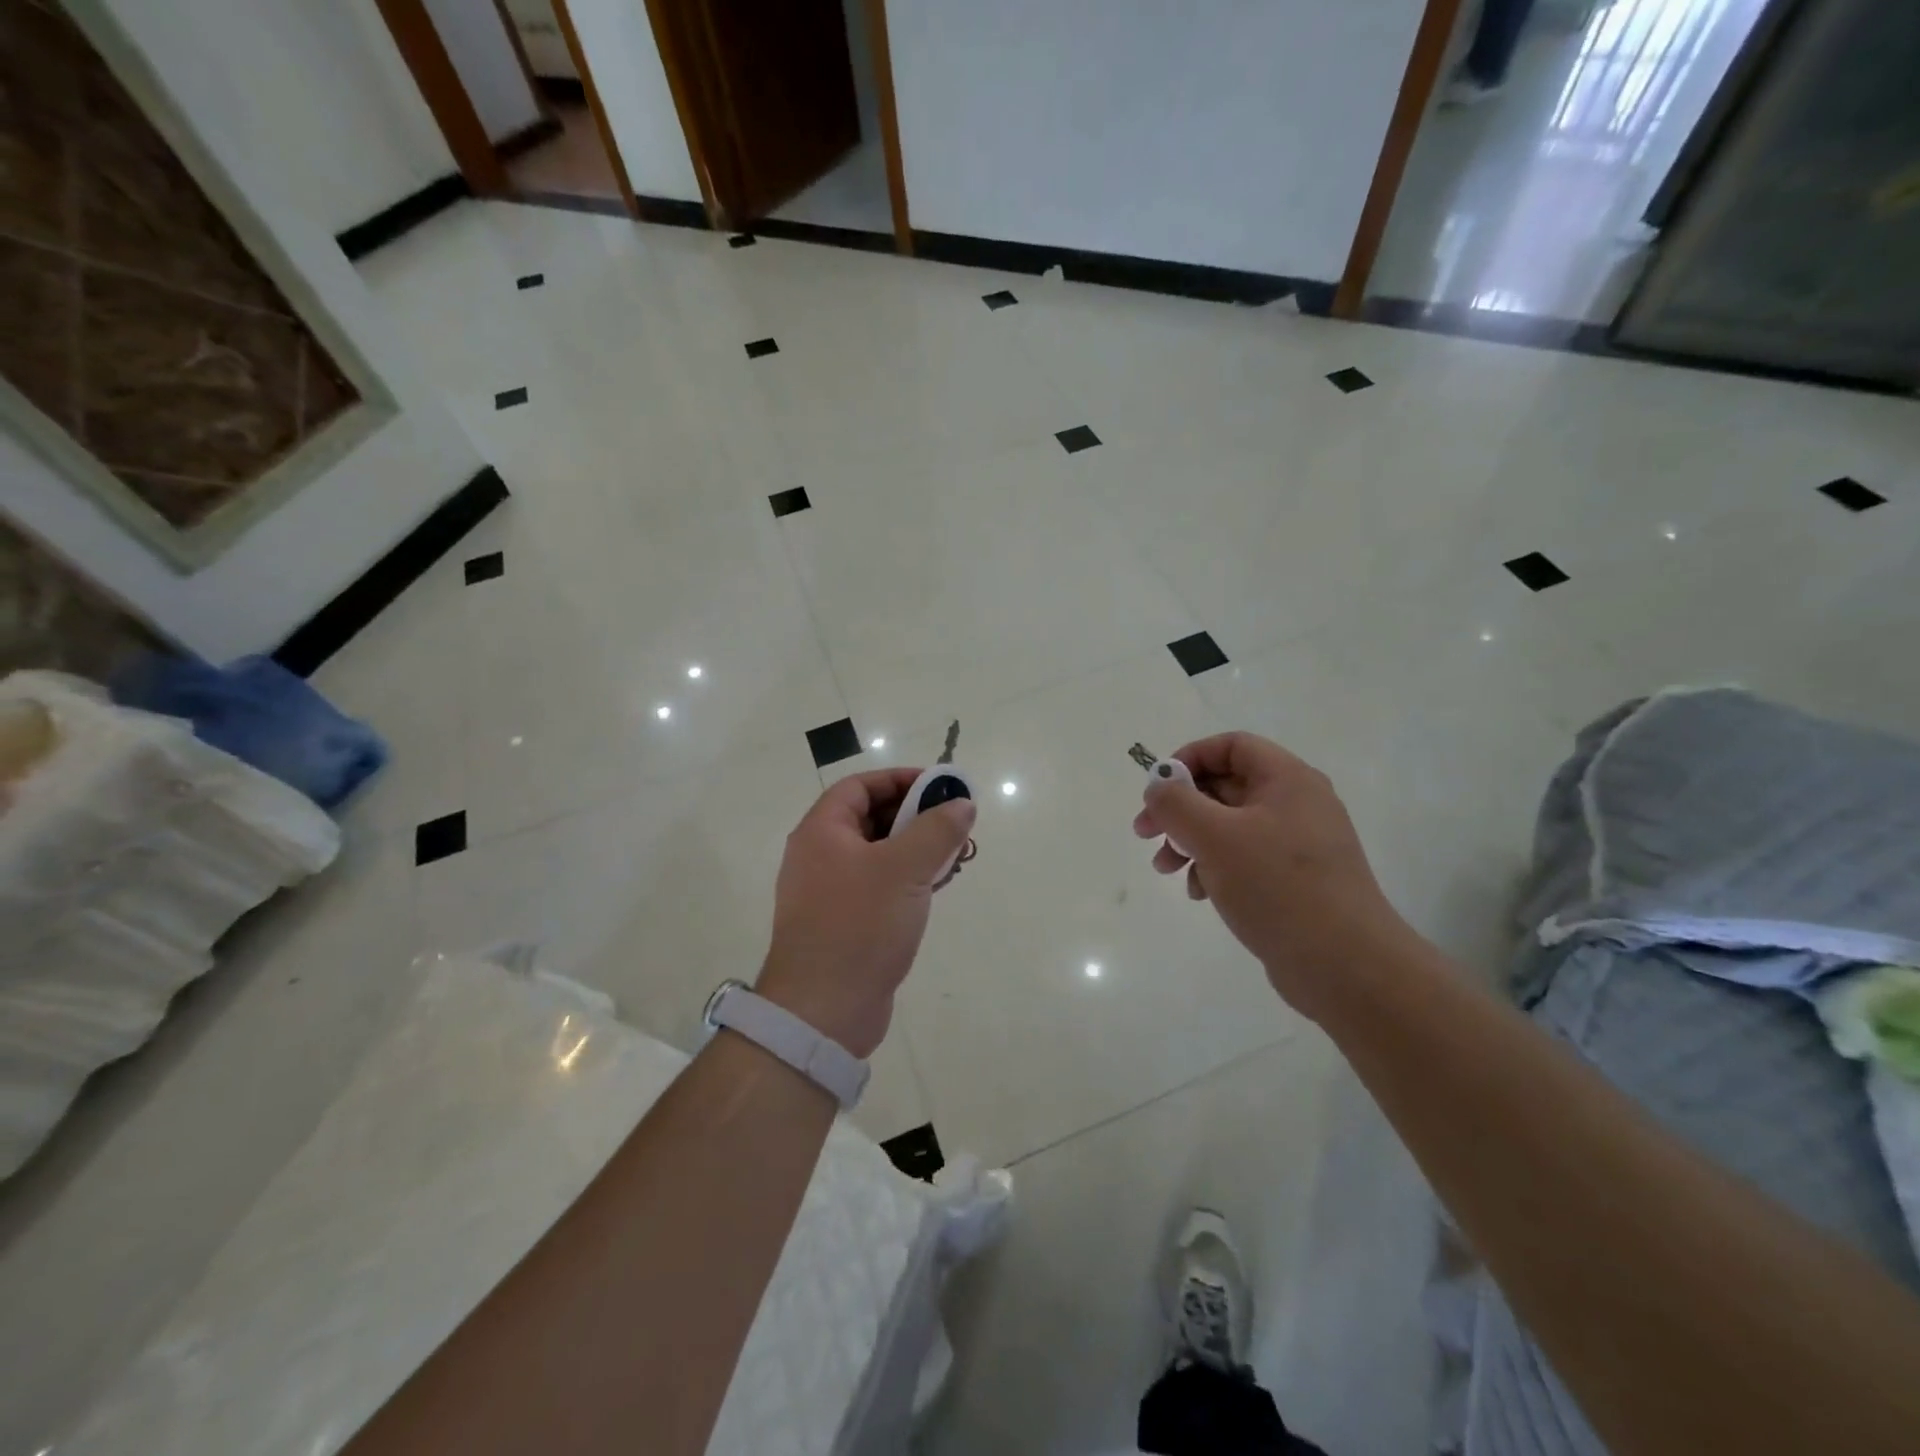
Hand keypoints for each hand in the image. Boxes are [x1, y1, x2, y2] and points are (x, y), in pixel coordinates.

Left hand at [757, 769, 975, 1057]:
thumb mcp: (905, 869)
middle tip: (954, 823)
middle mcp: (819, 856)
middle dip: (914, 816)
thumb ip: (936, 830)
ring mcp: (829, 892)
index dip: (900, 779)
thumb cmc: (860, 926)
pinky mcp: (843, 923)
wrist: (823, 1011)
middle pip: (869, 818)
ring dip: (915, 849)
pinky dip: (906, 879)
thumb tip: (962, 803)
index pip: (860, 786)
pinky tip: (936, 888)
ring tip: (954, 856)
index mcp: (821, 832)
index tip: (940, 787)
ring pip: (877, 855)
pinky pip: (877, 886)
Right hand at [1133, 732, 1412, 1017]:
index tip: (1157, 789)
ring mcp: (1299, 844)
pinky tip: (1201, 893)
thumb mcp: (1214, 837)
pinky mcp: (1297, 880)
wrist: (1345, 965)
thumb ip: (1176, 803)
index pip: (1231, 746)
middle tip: (1145, 834)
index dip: (1188, 758)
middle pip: (1225, 786)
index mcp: (1287, 780)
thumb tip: (1158, 787)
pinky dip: (1216, 867)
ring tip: (1166, 869)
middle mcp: (1297, 803)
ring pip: (1230, 826)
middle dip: (1180, 808)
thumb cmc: (1277, 887)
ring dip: (1191, 841)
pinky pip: (1246, 858)